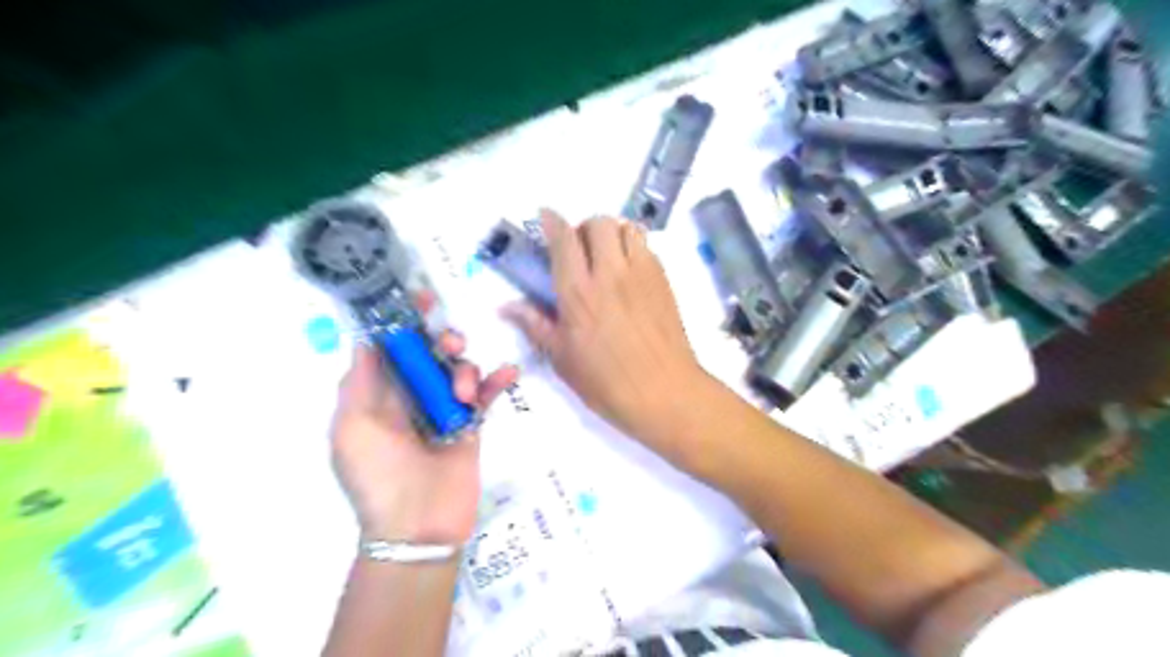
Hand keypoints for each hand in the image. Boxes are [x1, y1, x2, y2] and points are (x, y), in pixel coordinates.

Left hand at [327, 332, 513, 543]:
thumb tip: (368, 339)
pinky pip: (487, 394)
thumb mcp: (353, 428)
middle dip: (441, 340)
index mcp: (379, 395)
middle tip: (450, 345)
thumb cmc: (378, 476)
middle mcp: (411, 397)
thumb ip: (360, 382)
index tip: (422, 299)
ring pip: (459, 369)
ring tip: (465, 395)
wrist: (418, 528)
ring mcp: (444, 409)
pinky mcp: (472, 424)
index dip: (404, 321)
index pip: (391, 348)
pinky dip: (497, 380)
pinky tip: (508, 373)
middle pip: (429, 352)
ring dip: (466, 369)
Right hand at [501, 212, 703, 453]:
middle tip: (579, 251)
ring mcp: (641, 273)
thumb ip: (535, 325)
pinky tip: (629, 274)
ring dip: (612, 234)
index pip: (563, 239)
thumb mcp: (562, 358)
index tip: (545, 217)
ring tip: (607, 258)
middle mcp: (610, 273)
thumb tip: (505, 306)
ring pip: (626, 228)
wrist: (665, 392)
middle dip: (584, 228)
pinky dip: (633, 248)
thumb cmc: (607, 382)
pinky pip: (647, 247)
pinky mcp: (663, 280)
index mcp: (579, 292)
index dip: (551, 221)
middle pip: (598, 223)